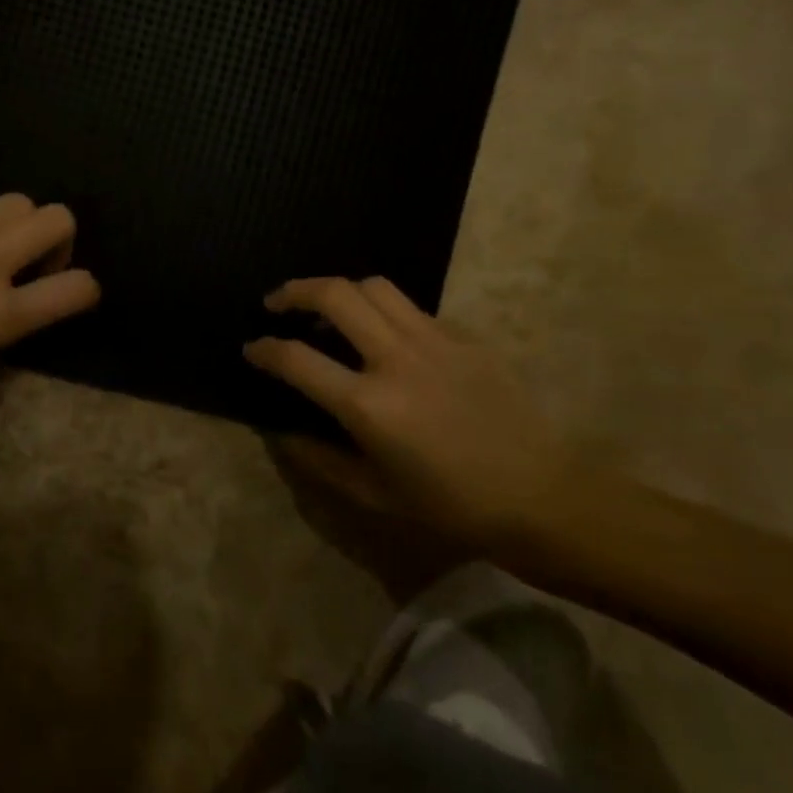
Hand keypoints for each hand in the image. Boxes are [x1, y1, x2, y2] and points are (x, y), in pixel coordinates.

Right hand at [244, 276, 568, 543]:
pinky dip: (384, 310)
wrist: (540, 496)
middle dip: (294, 291)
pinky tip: (384, 335)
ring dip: (340, 289)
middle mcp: (396, 358)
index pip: (297, 358)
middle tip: (277, 303)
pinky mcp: (463, 336)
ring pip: (374, 286)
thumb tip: (281, 432)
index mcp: (368, 405)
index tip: (252, 348)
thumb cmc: (451, 506)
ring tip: (328, 307)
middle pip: (334, 294)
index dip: (265, 350)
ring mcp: (434, 340)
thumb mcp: (375, 494)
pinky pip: (412, 308)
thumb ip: (319, 459)